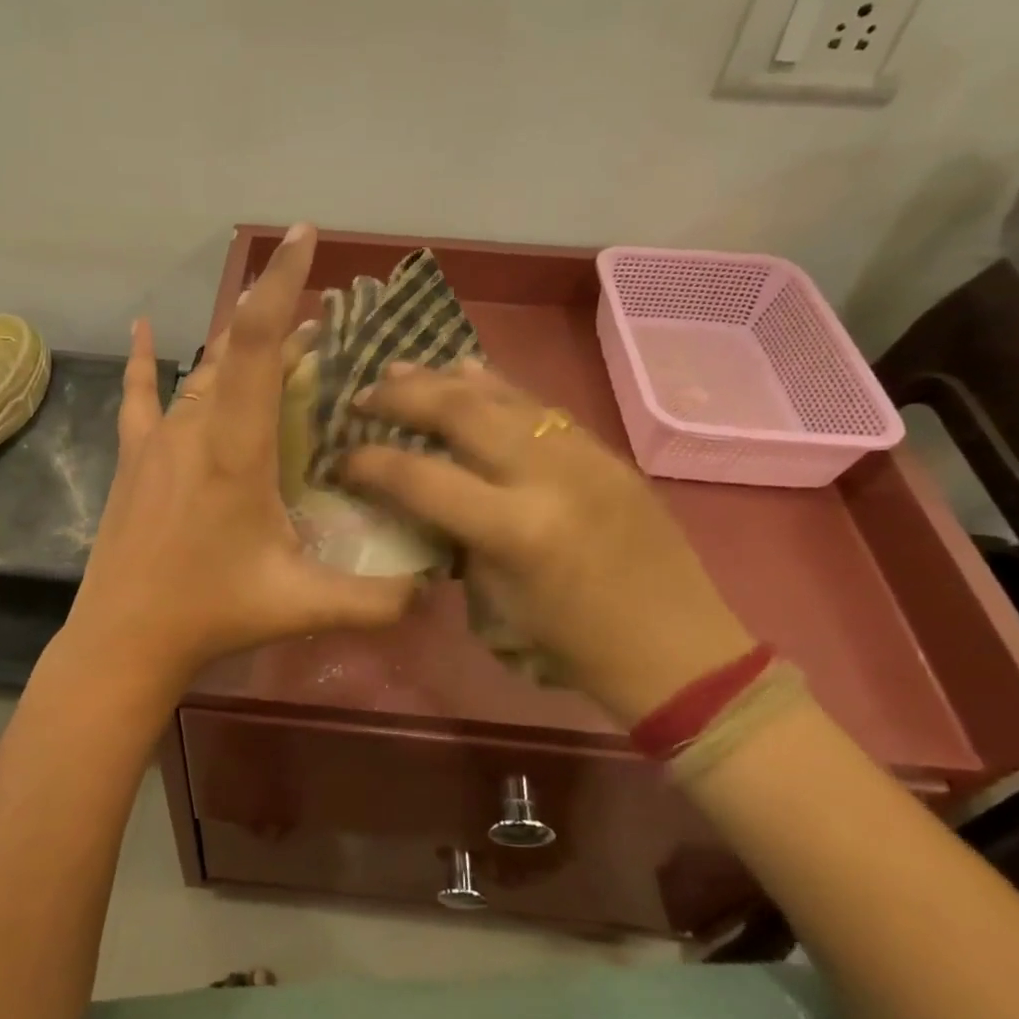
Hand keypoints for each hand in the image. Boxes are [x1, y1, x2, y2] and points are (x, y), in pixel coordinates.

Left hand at [66, 224, 416, 690]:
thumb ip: (376, 600)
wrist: (123, 640)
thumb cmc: (210, 613)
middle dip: (282, 326)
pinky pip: (139, 394)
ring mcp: (157, 439)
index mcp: (235, 448)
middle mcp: (193, 427)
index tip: (304, 236)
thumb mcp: (302, 605)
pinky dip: (144, 360)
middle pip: (238, 352)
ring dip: (242, 350)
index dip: (279, 286)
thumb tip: (436, 589)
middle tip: (327, 326)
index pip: (256, 346)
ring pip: (204, 372)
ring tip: (283, 343)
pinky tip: (142, 330)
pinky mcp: (134, 458)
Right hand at [343, 361, 752, 722]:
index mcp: (516, 530)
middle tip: (363, 395)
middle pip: (460, 411)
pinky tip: (467, 372)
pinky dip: (494, 386)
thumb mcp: (495, 603)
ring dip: (443, 378)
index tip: (341, 458)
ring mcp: (582, 454)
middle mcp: (548, 475)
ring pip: (501, 394)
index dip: (370, 464)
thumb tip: (419, 498)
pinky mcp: (604, 449)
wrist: (677, 649)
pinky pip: (537, 405)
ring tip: (400, 370)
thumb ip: (454, 540)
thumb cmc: (574, 647)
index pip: (422, 477)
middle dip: (402, 397)